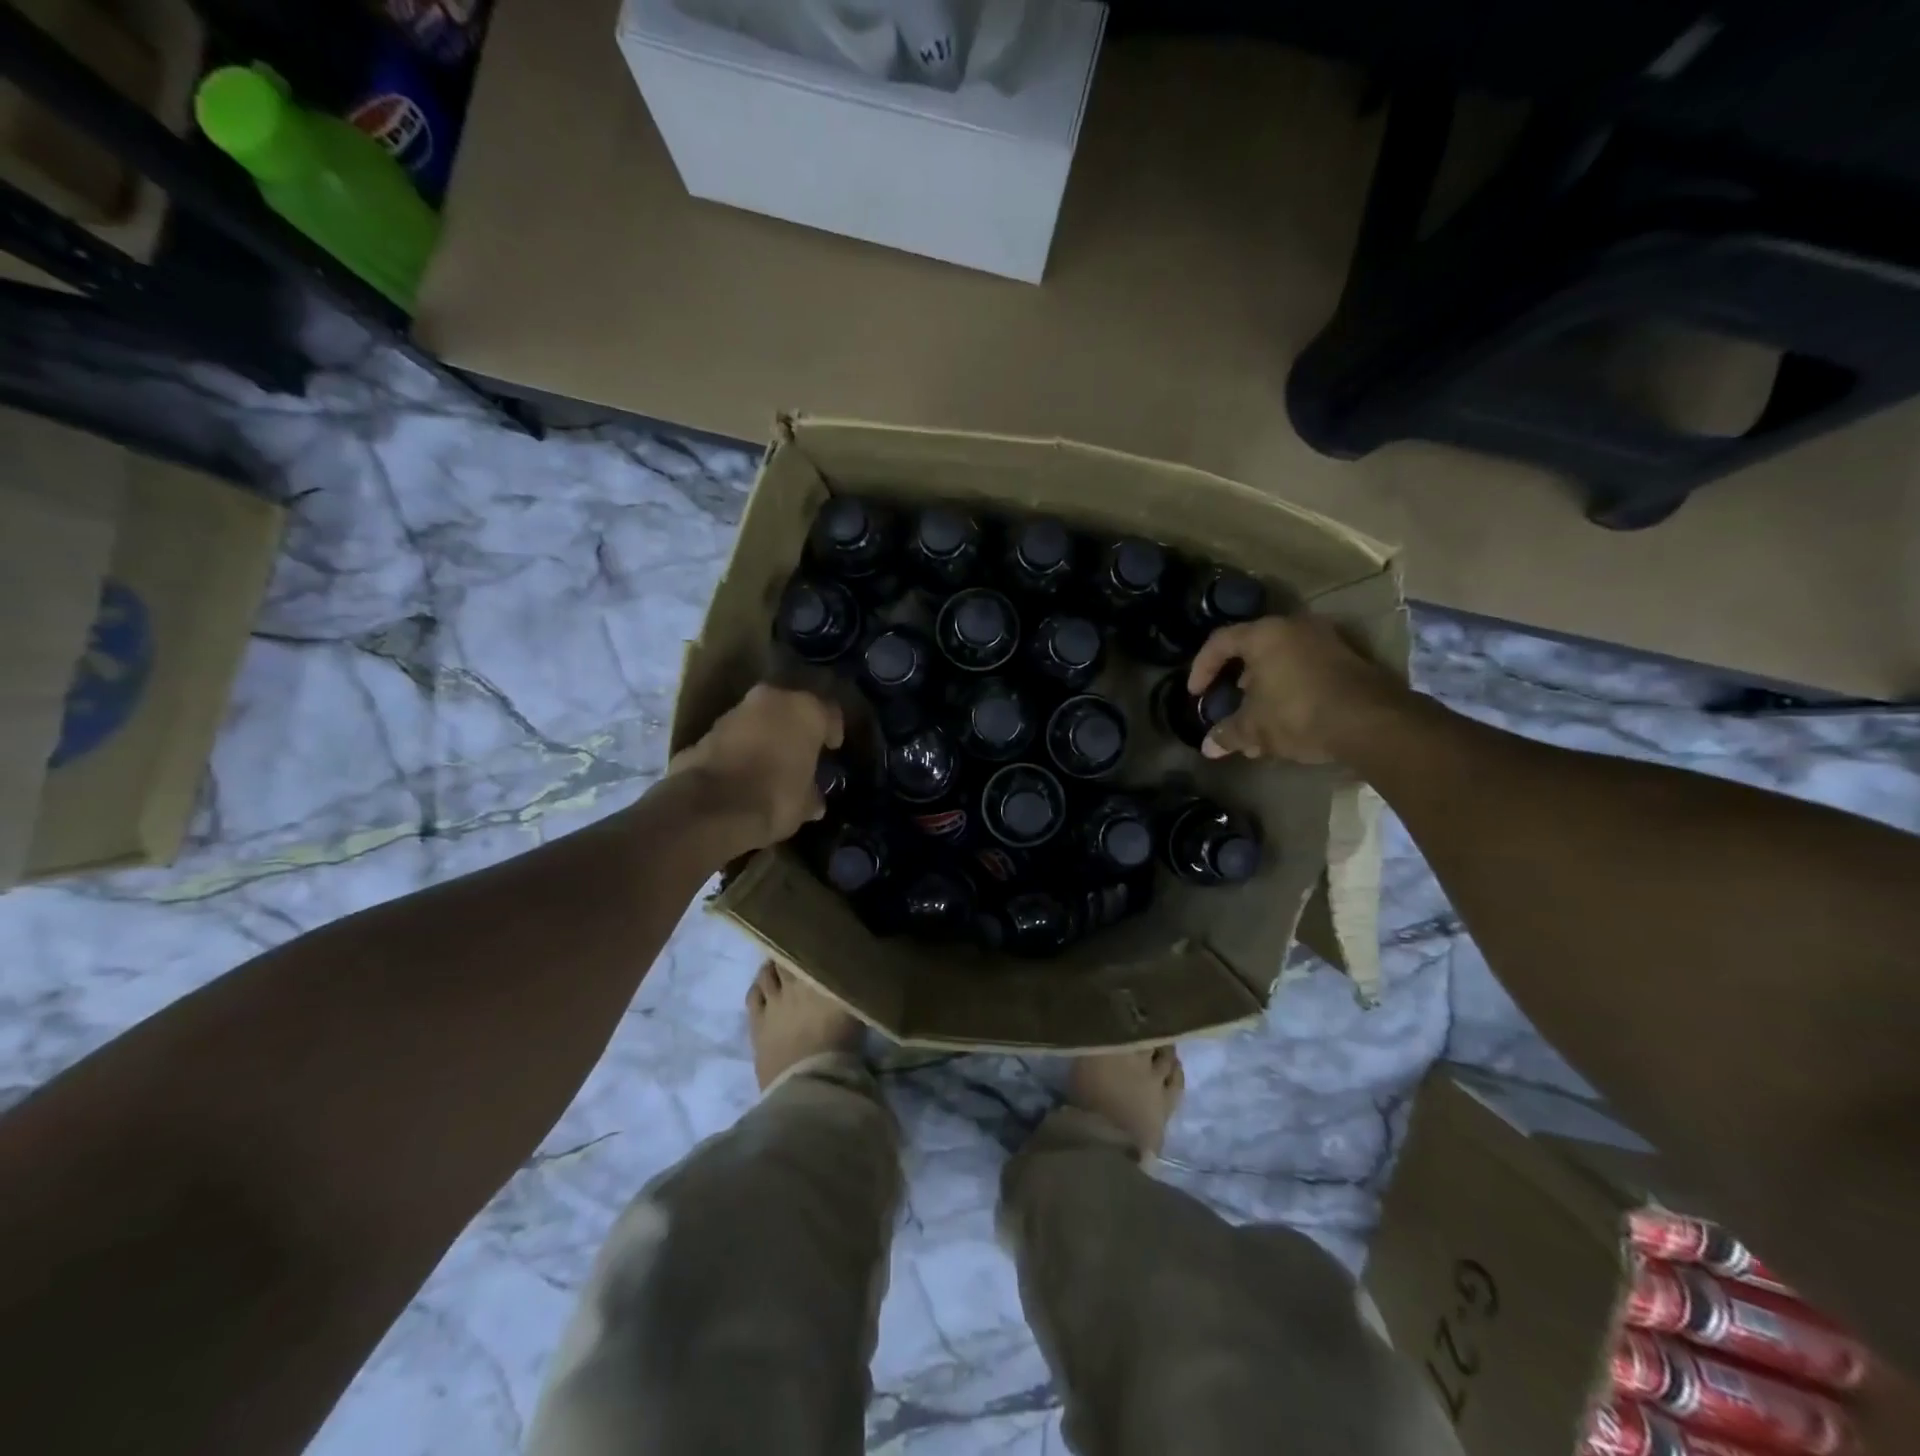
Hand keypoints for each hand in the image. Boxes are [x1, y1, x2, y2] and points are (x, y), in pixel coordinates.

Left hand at [669, 685, 843, 856]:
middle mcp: (772, 699)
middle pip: (790, 709)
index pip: (830, 712)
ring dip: (765, 736)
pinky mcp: (706, 730)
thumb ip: (811, 794)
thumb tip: (814, 800)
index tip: (831, 750)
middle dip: (795, 728)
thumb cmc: (776, 797)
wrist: (711, 808)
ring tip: (769, 764)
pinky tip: (742, 773)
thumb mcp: (806, 804)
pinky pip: (733, 737)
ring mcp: (735, 711)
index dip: (832, 732)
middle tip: (800, 752)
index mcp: (805, 710)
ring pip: (759, 719)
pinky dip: (740, 749)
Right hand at [1187, 615, 1403, 764]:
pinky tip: (1289, 716)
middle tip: (1228, 701)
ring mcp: (1327, 640)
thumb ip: (1228, 733)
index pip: (1220, 642)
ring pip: (1283, 658)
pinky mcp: (1351, 658)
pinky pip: (1307, 667)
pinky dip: (1291, 686)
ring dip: (1265, 684)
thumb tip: (1208, 747)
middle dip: (1236, 678)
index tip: (1196, 695)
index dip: (1202, 668)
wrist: (1372, 722)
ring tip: (1258, 714)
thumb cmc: (1299, 714)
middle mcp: (1295, 627)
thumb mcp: (1254, 728)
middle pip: (1254, 647)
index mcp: (1265, 634)